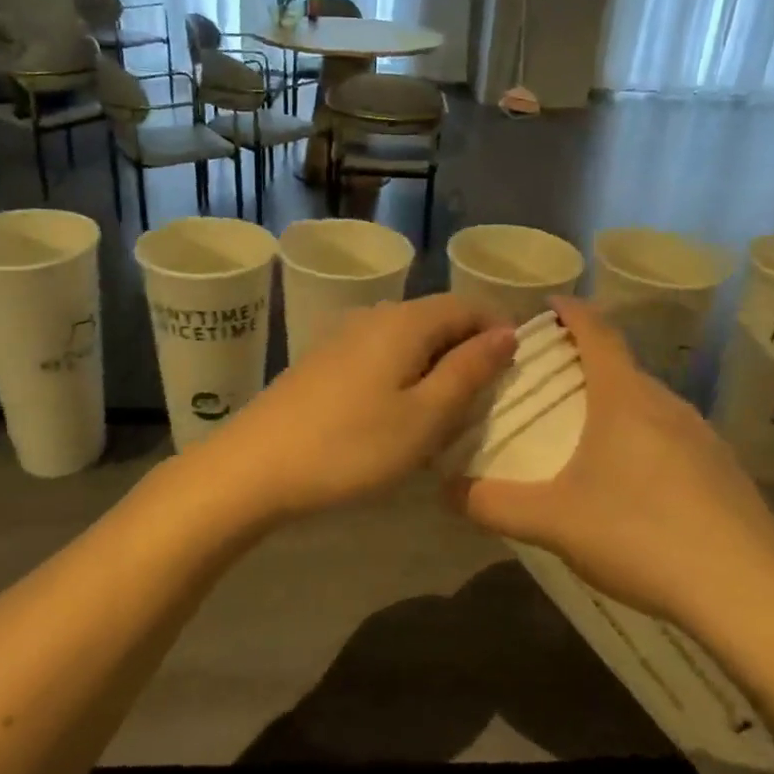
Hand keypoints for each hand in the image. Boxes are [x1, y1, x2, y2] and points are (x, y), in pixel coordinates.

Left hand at [191, 294, 515, 525]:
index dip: (499, 330)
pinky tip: (399, 415)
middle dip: (469, 352)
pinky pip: (380, 356)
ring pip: (408, 340)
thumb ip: (469, 371)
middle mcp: (374, 315)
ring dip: (436, 368)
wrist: (254, 467)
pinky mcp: (323, 361)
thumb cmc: (351, 446)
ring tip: (448, 414)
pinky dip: (404, 377)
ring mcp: (342, 336)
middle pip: (437, 319)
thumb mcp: (425, 417)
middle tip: (487, 401)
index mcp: (405, 321)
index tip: (519, 371)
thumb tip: (507, 333)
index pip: (468, 305)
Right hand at [451, 297, 773, 633]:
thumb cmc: (640, 536)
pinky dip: (647, 440)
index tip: (550, 303)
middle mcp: (668, 406)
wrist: (746, 593)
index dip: (572, 313)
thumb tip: (444, 490)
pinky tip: (636, 485)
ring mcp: (704, 438)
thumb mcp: (552, 522)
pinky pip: (676, 438)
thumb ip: (493, 503)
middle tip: (552, 382)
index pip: (598, 333)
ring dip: (618, 404)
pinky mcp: (726, 472)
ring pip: (651, 405)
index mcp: (624, 400)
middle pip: (623, 368)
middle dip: (588, 364)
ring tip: (588, 433)